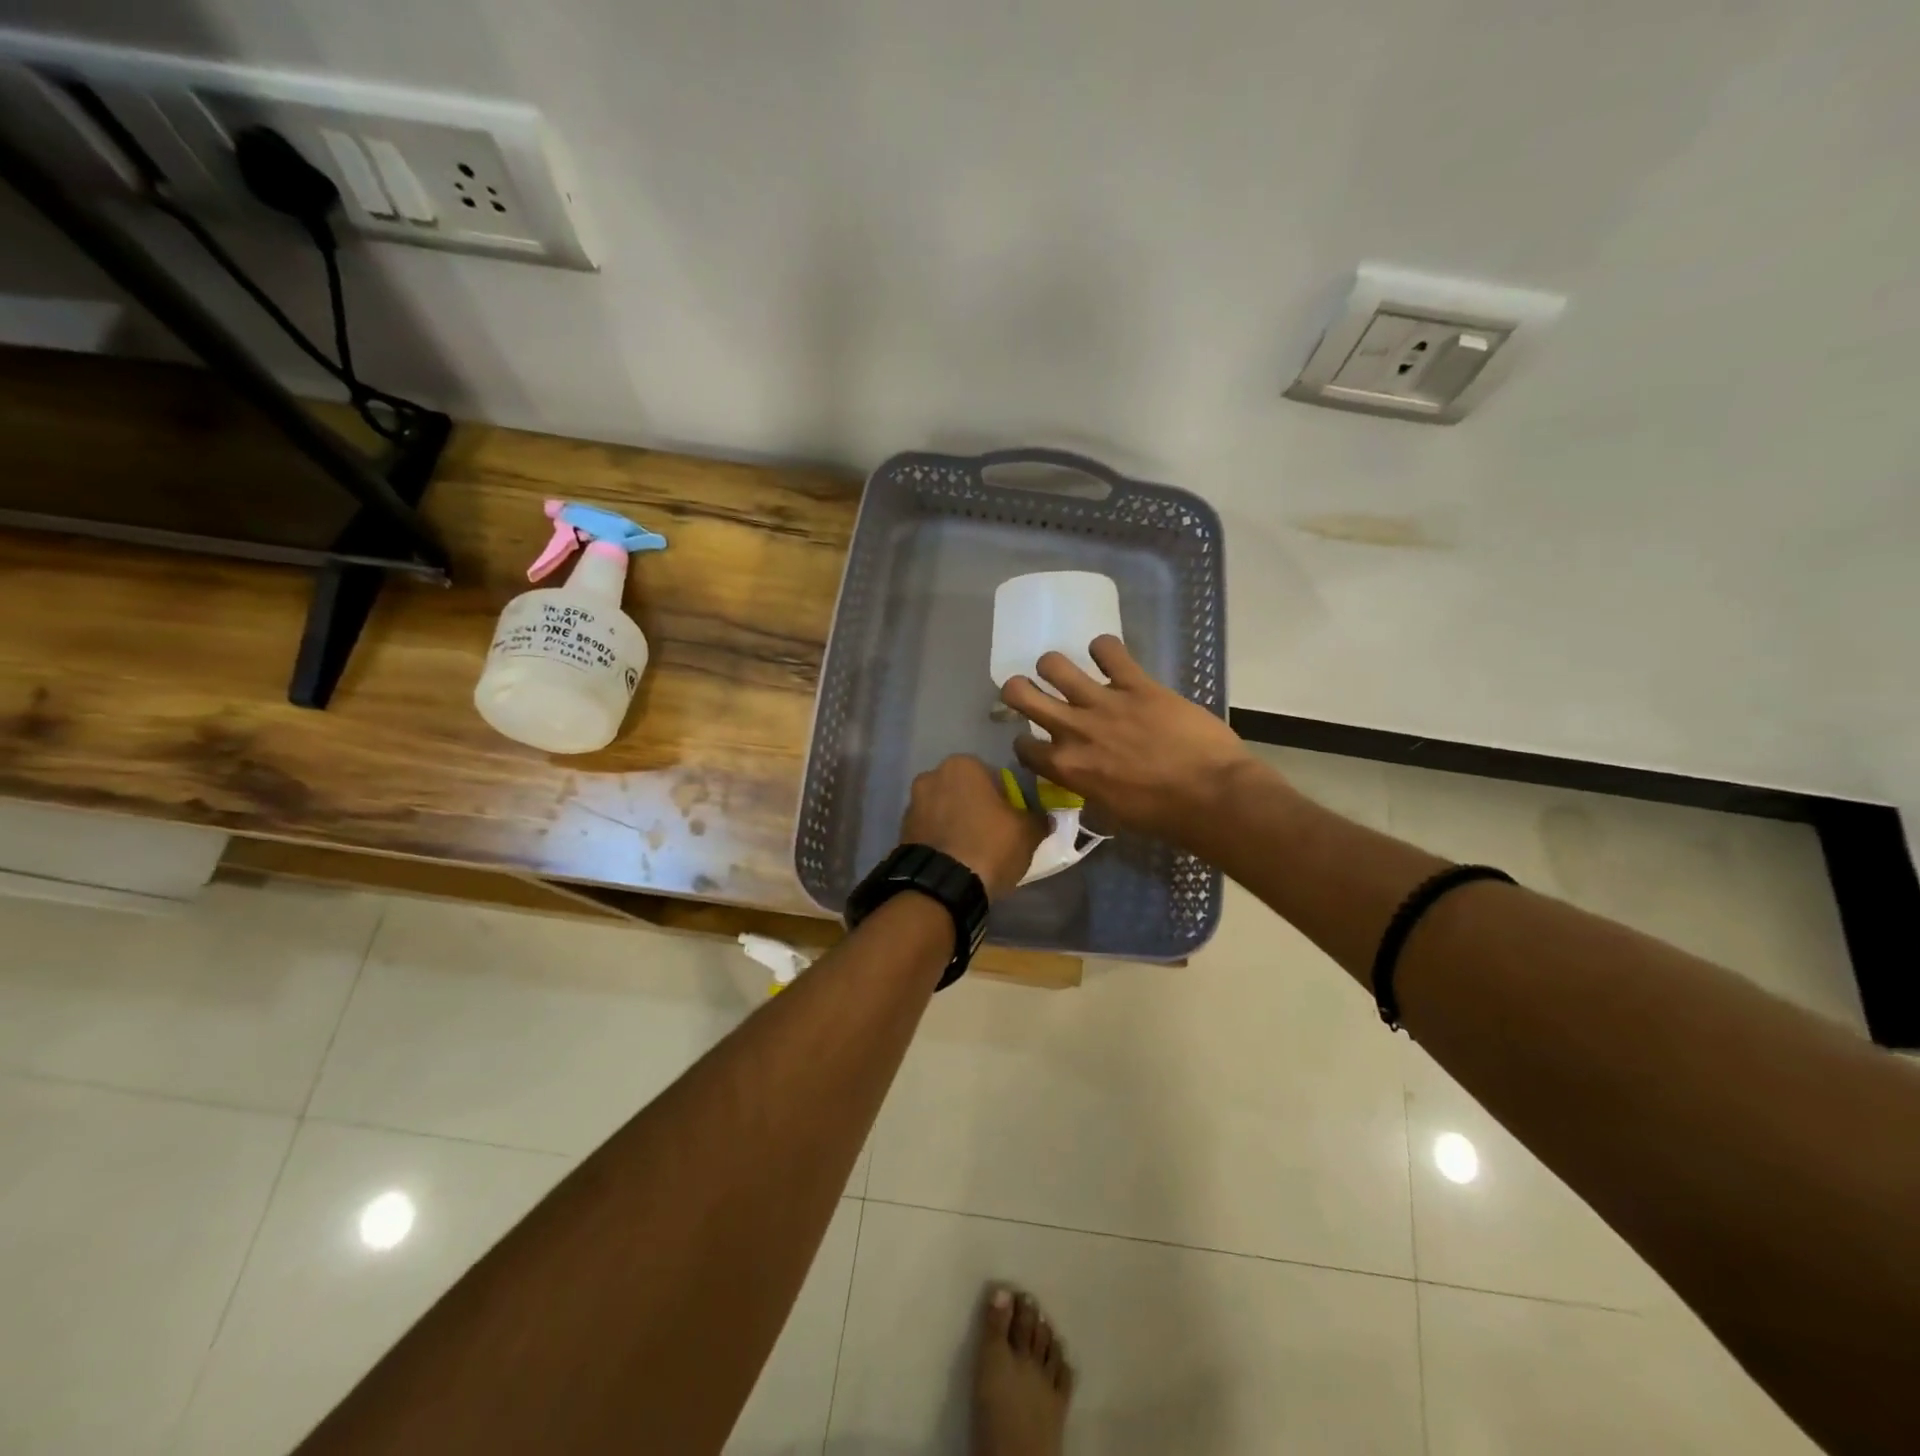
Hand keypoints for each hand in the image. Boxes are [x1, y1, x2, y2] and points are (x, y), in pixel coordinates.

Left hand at [900, 754, 1048, 900]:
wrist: (942, 885)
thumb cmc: (989, 846)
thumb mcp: (1027, 833)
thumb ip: (1038, 819)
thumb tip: (1044, 818)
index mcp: (963, 765)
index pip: (993, 776)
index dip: (1006, 799)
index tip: (1012, 820)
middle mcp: (932, 775)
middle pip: (965, 791)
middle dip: (977, 808)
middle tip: (994, 835)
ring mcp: (912, 803)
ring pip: (945, 810)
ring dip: (957, 823)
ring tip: (973, 850)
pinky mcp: (901, 831)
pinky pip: (930, 830)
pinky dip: (942, 839)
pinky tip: (955, 860)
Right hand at [1001, 635, 1256, 842]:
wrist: (1210, 795)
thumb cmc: (1161, 814)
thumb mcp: (1111, 811)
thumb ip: (1087, 786)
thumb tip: (1085, 778)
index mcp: (1066, 766)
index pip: (1022, 746)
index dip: (1026, 742)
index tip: (1038, 741)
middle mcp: (1073, 729)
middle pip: (1018, 693)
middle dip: (1017, 689)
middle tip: (1031, 691)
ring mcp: (1103, 702)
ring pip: (1054, 664)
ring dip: (1055, 666)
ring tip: (1068, 672)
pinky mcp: (1135, 683)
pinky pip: (1108, 649)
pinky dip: (1105, 649)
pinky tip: (1111, 658)